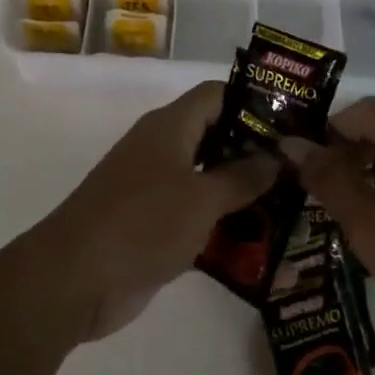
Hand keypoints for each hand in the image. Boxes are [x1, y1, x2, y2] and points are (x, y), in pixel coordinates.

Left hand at [20, 83, 278, 340]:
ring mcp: (155, 188)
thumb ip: (242, 177)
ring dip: (242, 194)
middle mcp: (163, 148)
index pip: (217, 95)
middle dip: (256, 153)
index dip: (254, 102)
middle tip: (299, 172)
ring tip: (290, 209)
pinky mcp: (152, 224)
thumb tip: (275, 158)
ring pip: (208, 179)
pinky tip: (258, 245)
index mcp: (170, 126)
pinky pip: (195, 214)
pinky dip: (222, 225)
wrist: (75, 279)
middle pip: (216, 136)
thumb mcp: (201, 198)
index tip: (292, 125)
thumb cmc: (142, 223)